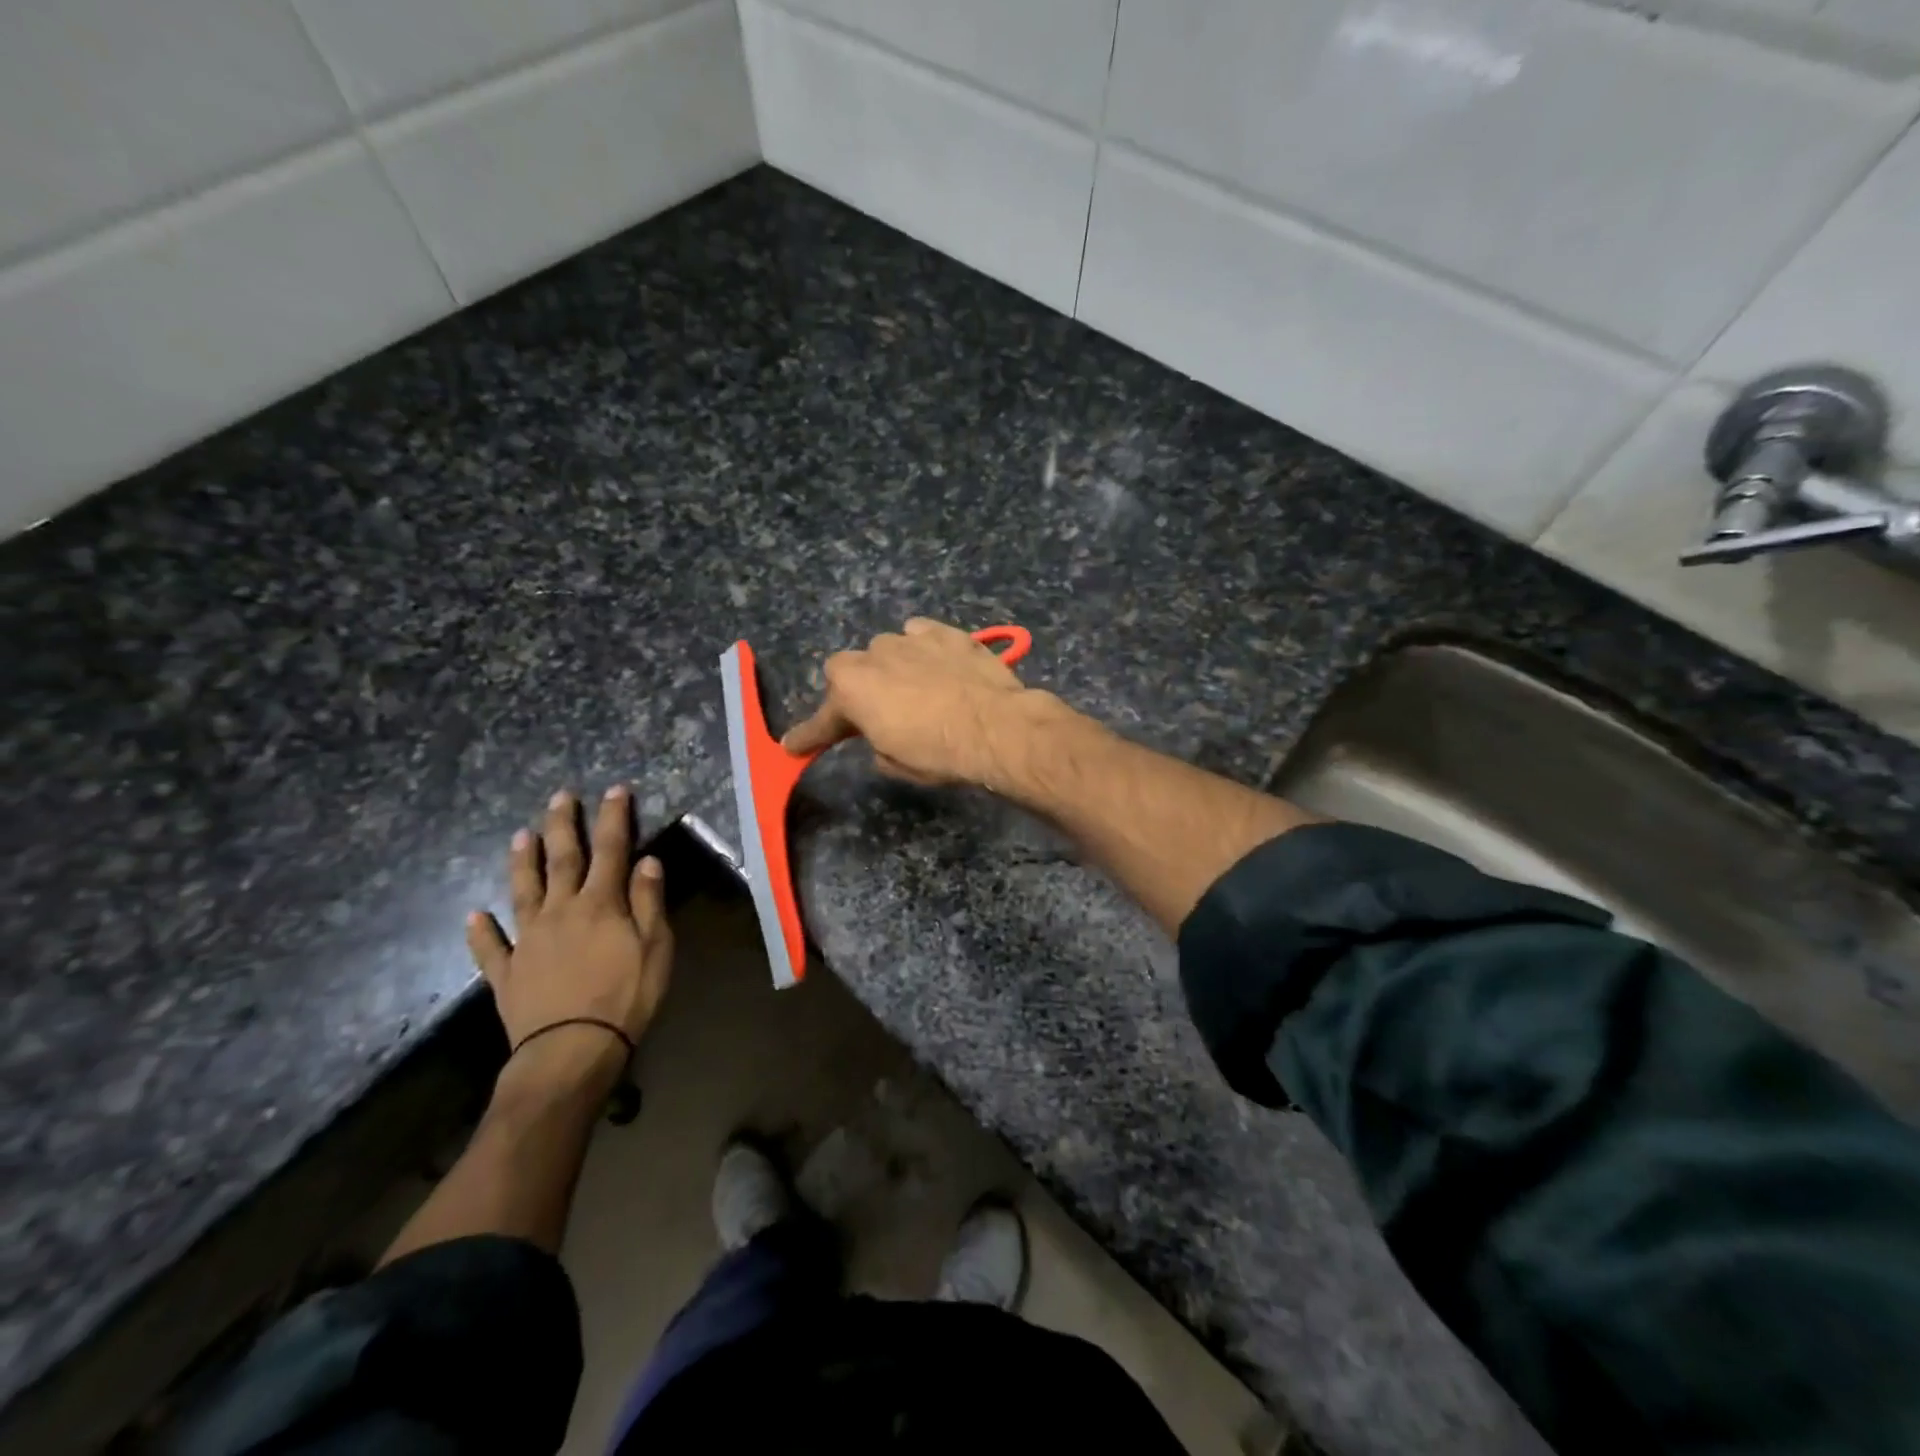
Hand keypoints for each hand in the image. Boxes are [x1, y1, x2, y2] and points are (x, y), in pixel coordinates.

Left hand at [466, 785, 673, 1082]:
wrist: (571, 1051)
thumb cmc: (626, 996)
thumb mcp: (655, 947)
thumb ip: (648, 901)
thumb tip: (646, 861)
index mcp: (600, 904)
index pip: (610, 849)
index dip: (613, 818)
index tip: (613, 790)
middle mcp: (560, 912)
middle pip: (562, 860)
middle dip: (562, 825)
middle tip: (559, 796)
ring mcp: (528, 941)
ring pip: (523, 892)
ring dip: (522, 862)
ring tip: (520, 834)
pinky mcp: (506, 973)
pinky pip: (490, 947)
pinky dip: (481, 930)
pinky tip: (474, 914)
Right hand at [782, 618, 1049, 786]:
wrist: (996, 727)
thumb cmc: (939, 753)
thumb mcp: (897, 763)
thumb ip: (876, 744)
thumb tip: (882, 738)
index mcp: (851, 690)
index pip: (823, 719)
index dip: (809, 735)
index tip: (794, 746)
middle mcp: (872, 656)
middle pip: (850, 670)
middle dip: (859, 690)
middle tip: (878, 713)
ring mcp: (909, 638)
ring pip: (887, 650)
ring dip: (893, 668)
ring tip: (916, 689)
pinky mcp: (944, 631)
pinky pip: (921, 635)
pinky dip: (923, 649)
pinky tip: (937, 664)